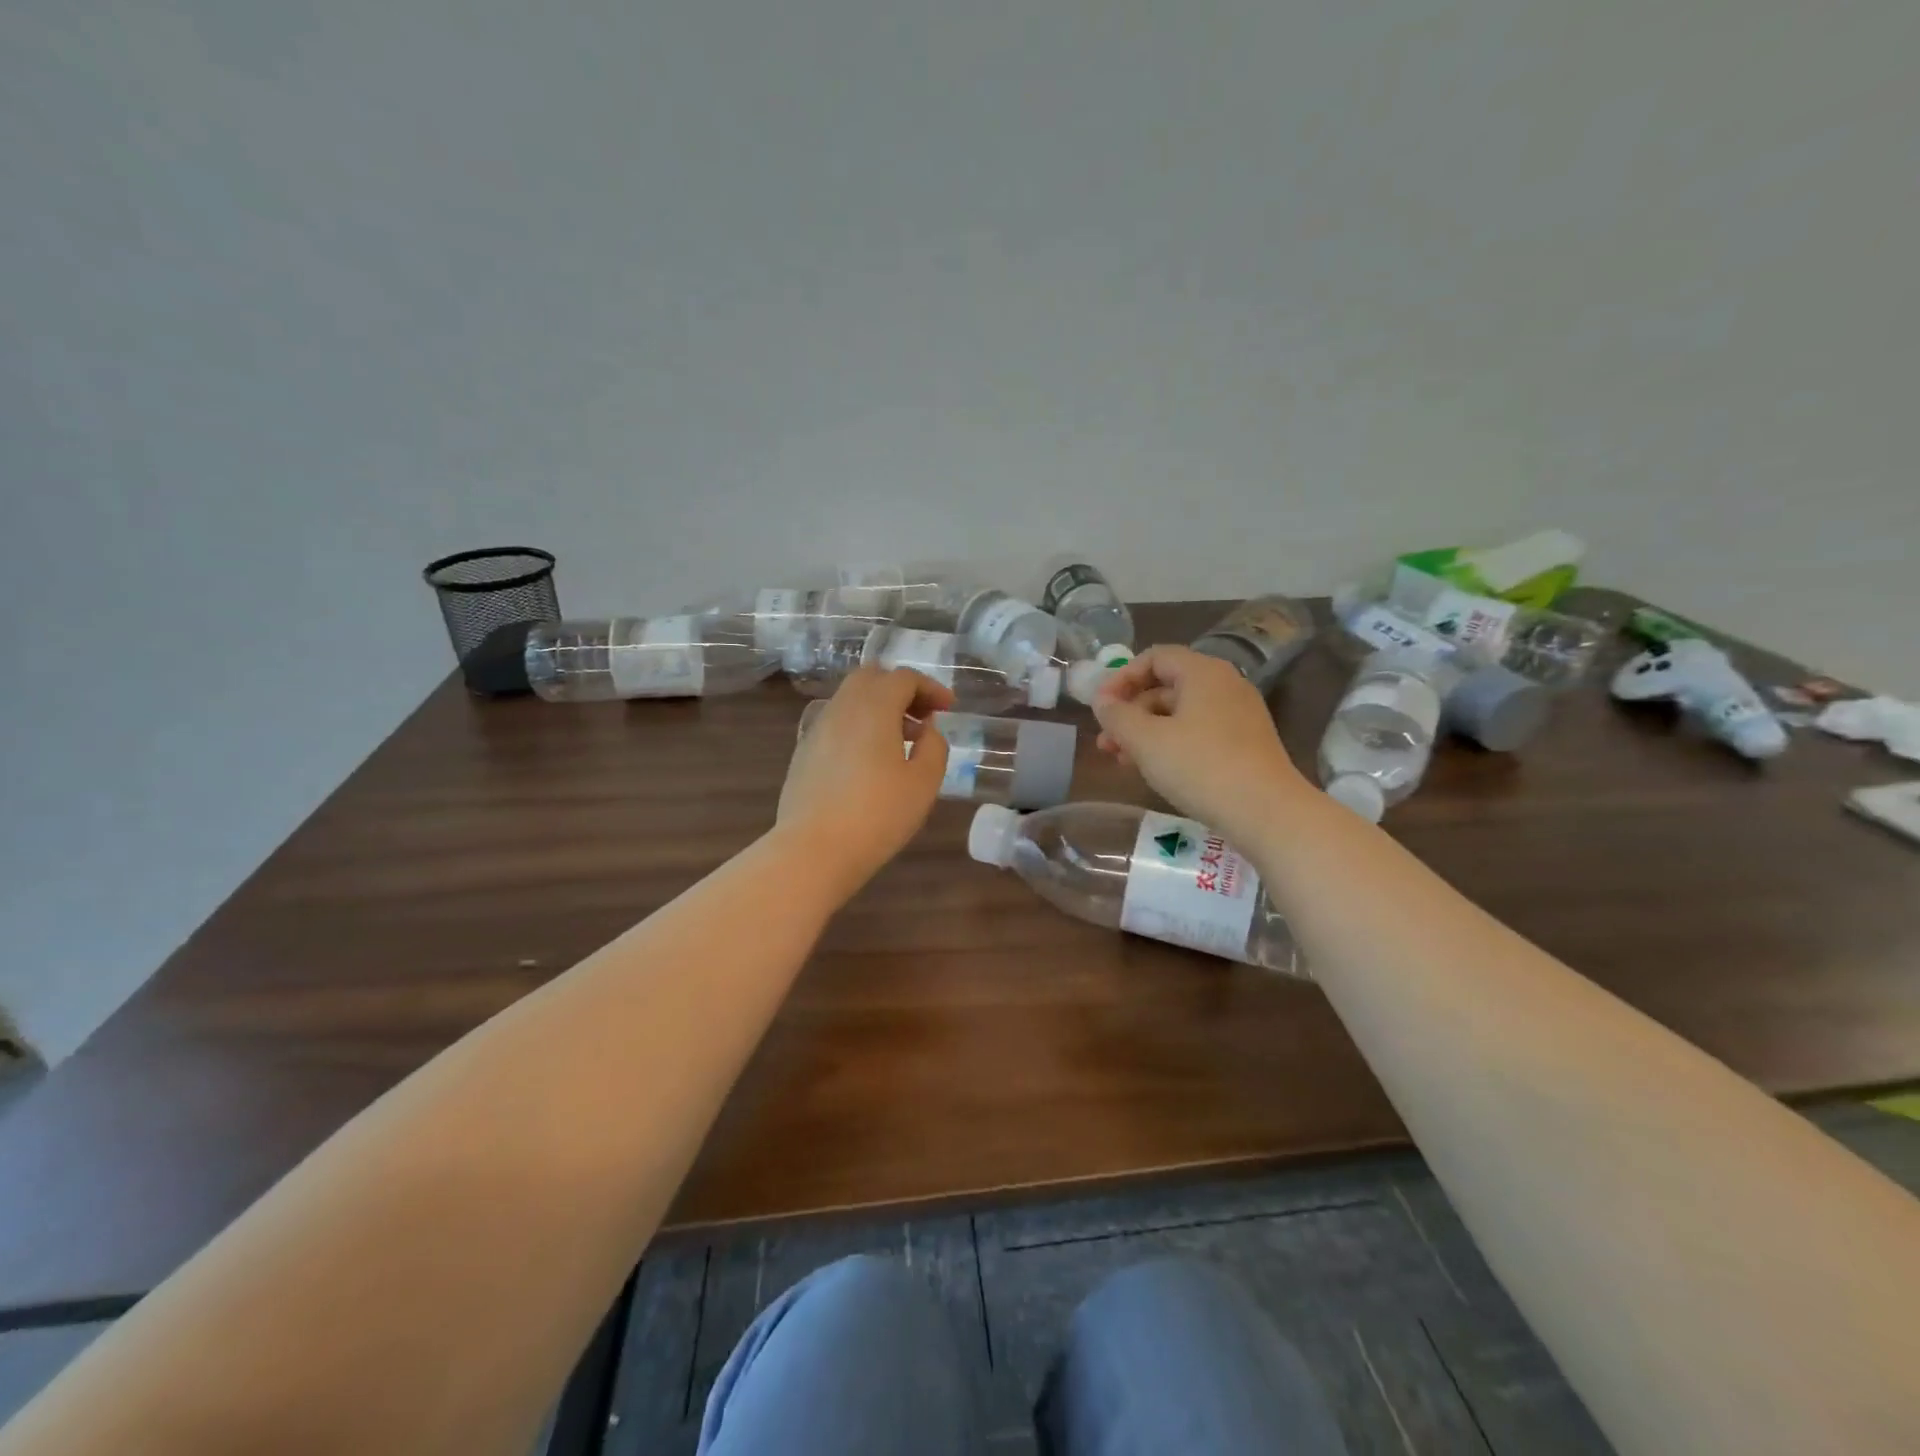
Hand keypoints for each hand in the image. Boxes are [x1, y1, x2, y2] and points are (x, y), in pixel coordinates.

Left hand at [776, 666, 955, 896]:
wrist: (813, 850)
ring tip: (901, 741)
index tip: (948, 708)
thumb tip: (925, 731)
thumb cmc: (877, 815)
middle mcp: (841, 708)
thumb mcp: (924, 783)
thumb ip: (934, 747)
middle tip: (923, 717)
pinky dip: (859, 726)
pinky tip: (870, 760)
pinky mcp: (804, 752)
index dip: (930, 687)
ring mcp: (817, 729)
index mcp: (873, 707)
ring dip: (879, 708)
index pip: (903, 677)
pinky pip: (836, 723)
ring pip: (851, 699)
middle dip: (901, 689)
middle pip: (871, 678)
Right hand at [1093, 645, 1309, 833]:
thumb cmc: (1200, 767)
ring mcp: (1238, 716)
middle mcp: (1224, 686)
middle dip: (1130, 713)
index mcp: (1203, 672)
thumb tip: (1102, 701)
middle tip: (1105, 743)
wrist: (1266, 812)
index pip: (1154, 658)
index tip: (1100, 708)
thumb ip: (1116, 716)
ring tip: (1122, 761)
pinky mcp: (1244, 745)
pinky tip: (1154, 771)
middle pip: (1165, 687)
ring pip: (1179, 715)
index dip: (1121, 678)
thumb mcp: (1146, 741)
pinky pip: (1198, 733)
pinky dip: (1170, 745)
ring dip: (1145, 733)